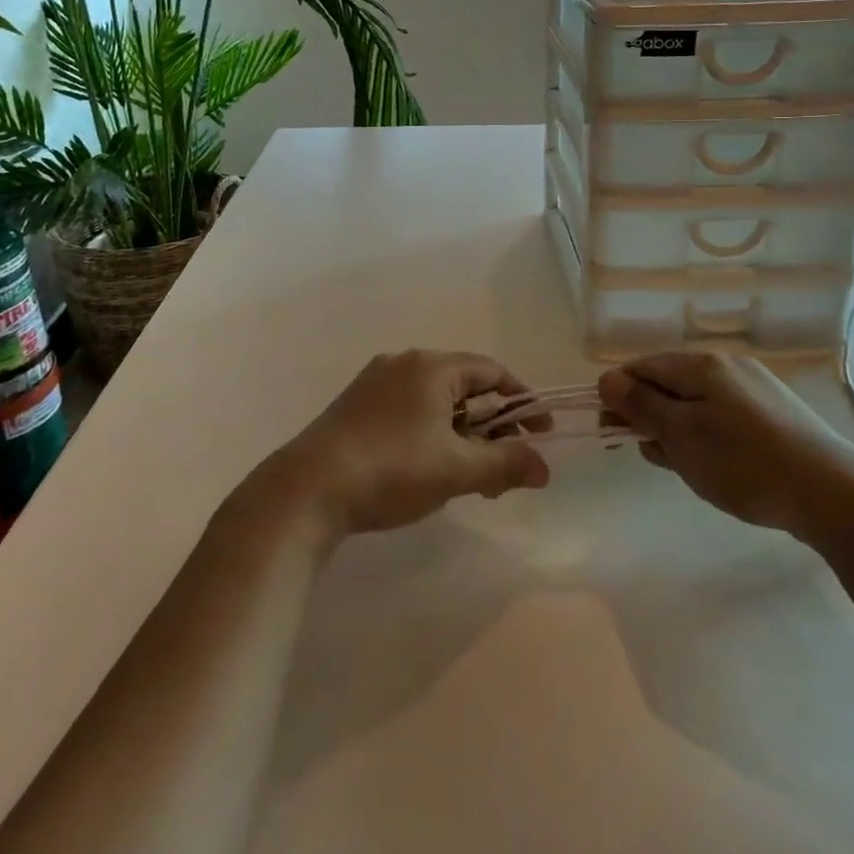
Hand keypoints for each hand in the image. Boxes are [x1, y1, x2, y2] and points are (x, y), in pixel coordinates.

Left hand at [262, 349, 550, 545]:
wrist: (308, 489)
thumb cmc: (392, 469)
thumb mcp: (456, 470)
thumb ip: (506, 464)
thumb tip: (545, 467)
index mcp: (431, 366)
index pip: (492, 372)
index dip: (522, 402)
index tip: (541, 434)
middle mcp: (404, 364)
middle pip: (464, 387)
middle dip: (492, 427)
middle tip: (506, 468)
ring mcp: (375, 383)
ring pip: (436, 402)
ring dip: (462, 436)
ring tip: (472, 479)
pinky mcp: (356, 407)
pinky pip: (410, 411)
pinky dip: (432, 435)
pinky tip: (430, 471)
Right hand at [599, 351, 853, 540]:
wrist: (833, 494)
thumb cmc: (743, 463)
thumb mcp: (681, 435)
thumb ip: (641, 404)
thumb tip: (607, 378)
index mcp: (700, 364)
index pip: (641, 367)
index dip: (619, 395)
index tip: (611, 430)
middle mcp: (727, 365)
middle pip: (669, 383)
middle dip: (650, 415)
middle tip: (649, 454)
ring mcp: (755, 388)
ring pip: (697, 403)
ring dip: (678, 429)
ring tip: (682, 467)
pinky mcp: (776, 414)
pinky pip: (725, 416)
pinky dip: (708, 436)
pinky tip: (715, 466)